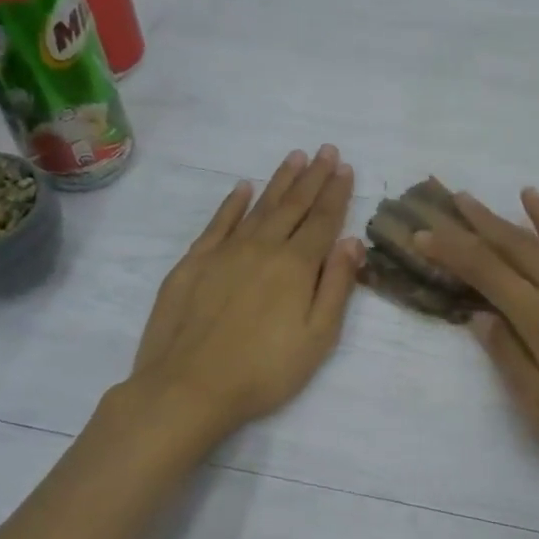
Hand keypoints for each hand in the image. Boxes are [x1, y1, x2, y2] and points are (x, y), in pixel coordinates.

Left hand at [119, 145, 361, 443]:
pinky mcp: (193, 263)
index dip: (337, 193)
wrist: (187, 388)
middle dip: (313, 177)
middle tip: (326, 150)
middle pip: (293, 206)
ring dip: (279, 181)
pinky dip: (233, 203)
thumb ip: (337, 287)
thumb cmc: (264, 371)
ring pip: (259, 207)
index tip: (345, 167)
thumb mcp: (317, 338)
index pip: (323, 221)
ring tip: (295, 157)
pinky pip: (218, 223)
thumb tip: (351, 241)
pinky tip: (243, 187)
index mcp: (296, 266)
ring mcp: (224, 252)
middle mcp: (262, 248)